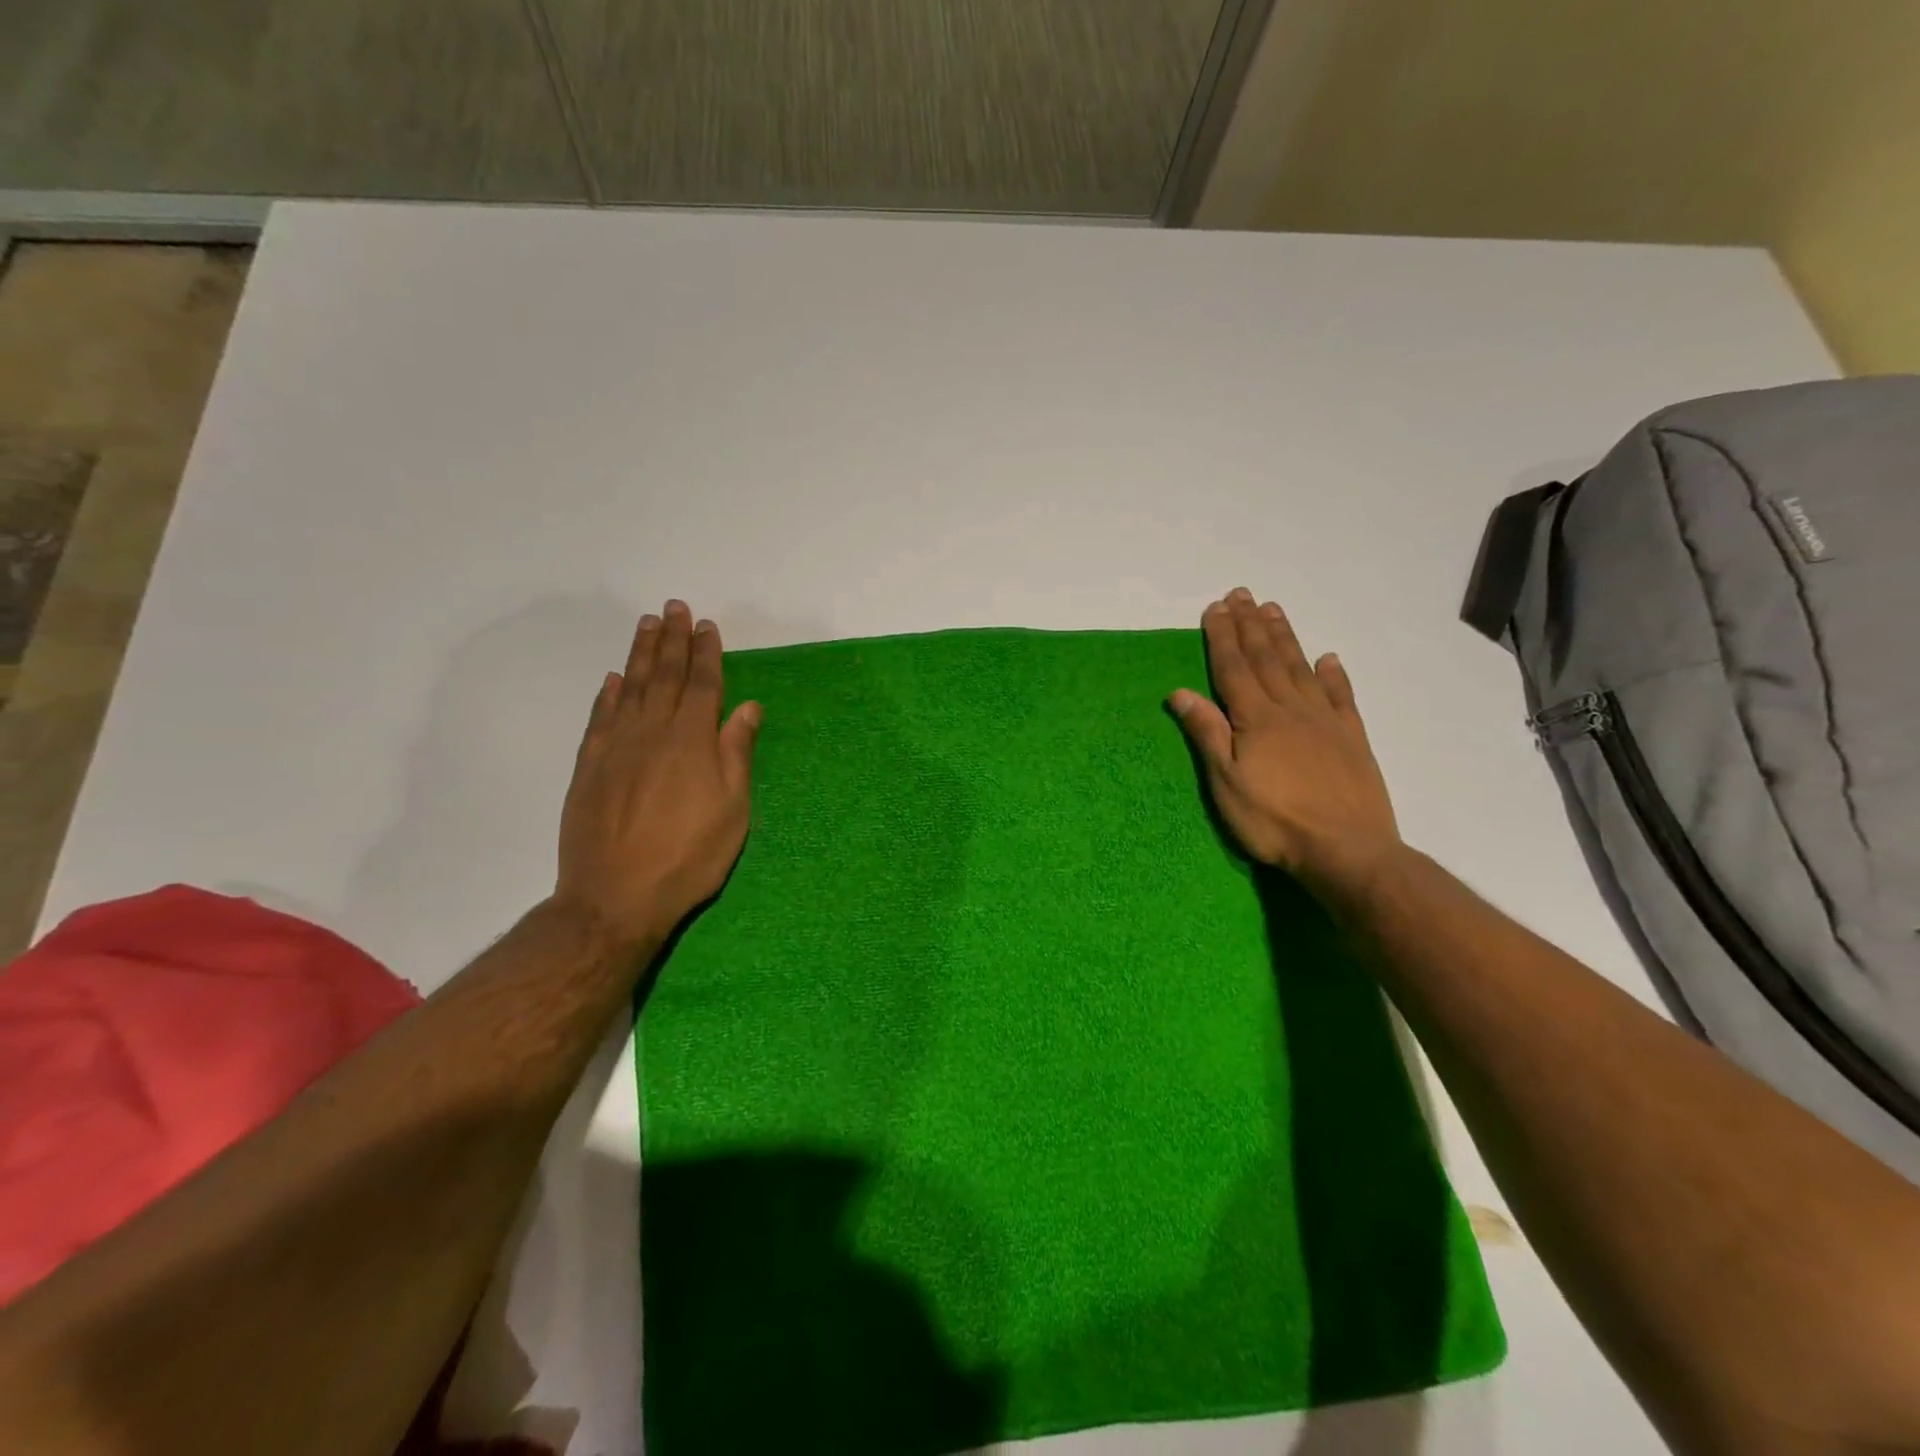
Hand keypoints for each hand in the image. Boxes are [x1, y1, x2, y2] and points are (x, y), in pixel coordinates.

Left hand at [554, 600, 760, 949]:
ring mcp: (615, 747)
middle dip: (672, 640)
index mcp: (691, 741)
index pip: (702, 685)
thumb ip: (736, 753)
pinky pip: (600, 718)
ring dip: (640, 654)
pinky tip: (612, 680)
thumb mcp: (732, 810)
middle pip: (663, 676)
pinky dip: (607, 694)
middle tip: (674, 607)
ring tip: (647, 625)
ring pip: (629, 688)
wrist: (615, 898)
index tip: (707, 625)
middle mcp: (651, 732)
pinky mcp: (588, 767)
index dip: (706, 653)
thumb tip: (747, 706)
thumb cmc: (688, 857)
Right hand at [1169, 588, 1401, 902]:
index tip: (1215, 608)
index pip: (1233, 668)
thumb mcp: (1226, 782)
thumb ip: (1207, 733)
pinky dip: (1333, 674)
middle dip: (1250, 625)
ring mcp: (1324, 720)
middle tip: (1242, 594)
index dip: (1222, 637)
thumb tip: (1180, 691)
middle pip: (1266, 659)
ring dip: (1284, 637)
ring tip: (1273, 610)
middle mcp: (1290, 708)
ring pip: (1300, 668)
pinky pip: (1341, 695)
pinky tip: (1329, 657)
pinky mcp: (1352, 737)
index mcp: (1256, 718)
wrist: (1346, 849)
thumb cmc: (1274, 820)